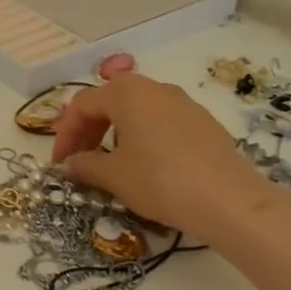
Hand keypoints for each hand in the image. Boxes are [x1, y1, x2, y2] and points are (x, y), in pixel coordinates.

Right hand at [50, 75, 275, 237]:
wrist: (230, 201)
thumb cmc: (160, 181)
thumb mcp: (114, 177)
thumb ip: (85, 165)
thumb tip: (71, 163)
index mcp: (126, 93)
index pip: (82, 105)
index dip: (65, 134)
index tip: (60, 163)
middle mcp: (154, 88)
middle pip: (109, 101)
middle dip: (88, 130)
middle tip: (79, 161)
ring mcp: (183, 102)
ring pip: (136, 110)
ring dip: (115, 132)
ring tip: (110, 163)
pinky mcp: (203, 122)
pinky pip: (161, 121)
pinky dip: (142, 137)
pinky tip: (145, 165)